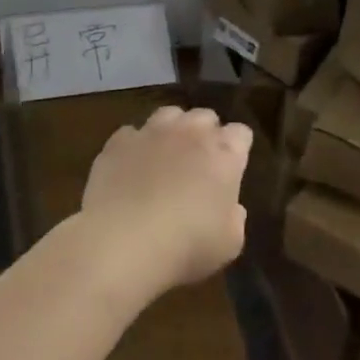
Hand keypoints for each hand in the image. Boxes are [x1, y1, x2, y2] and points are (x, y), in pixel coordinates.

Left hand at [80, 105, 252, 295]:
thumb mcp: (229, 243)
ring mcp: (152, 133)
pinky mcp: (118, 144)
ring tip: (164, 155)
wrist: (123, 243)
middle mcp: (191, 133)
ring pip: (168, 114)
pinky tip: (130, 167)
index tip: (232, 168)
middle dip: (205, 133)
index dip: (238, 148)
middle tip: (199, 162)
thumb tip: (231, 208)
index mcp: (225, 154)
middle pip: (205, 117)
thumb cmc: (187, 245)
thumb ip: (234, 218)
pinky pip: (130, 134)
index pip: (241, 134)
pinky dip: (134, 146)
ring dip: (172, 130)